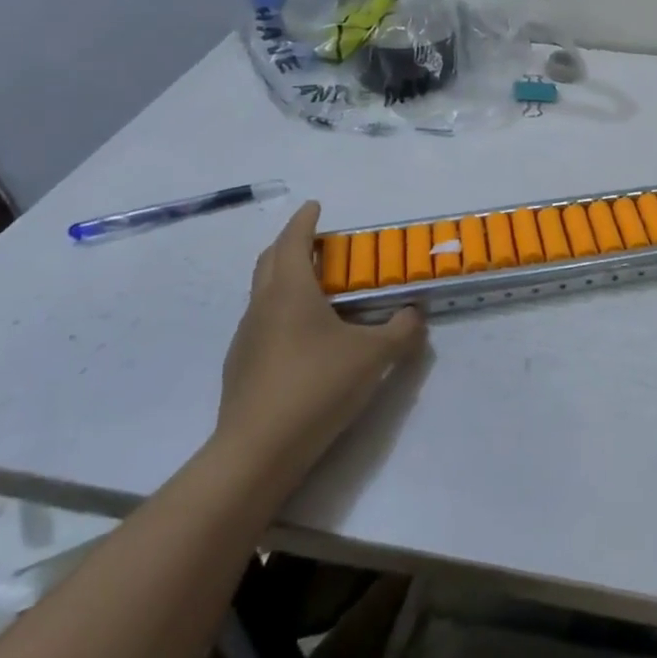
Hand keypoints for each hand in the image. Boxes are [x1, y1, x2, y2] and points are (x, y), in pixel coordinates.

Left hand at [214, 201, 426, 478]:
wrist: (258, 451)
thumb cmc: (317, 386)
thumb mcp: (374, 356)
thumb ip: (401, 330)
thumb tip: (415, 315)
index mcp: (290, 291)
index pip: (293, 240)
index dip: (305, 220)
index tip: (315, 206)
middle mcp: (262, 306)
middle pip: (270, 260)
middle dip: (291, 243)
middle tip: (318, 243)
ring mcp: (246, 337)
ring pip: (262, 292)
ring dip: (285, 278)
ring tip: (315, 289)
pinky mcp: (241, 366)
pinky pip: (262, 322)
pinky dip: (281, 312)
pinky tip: (302, 337)